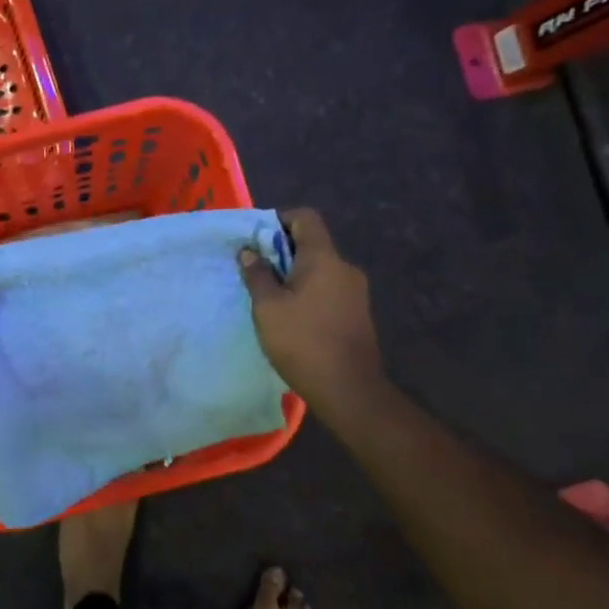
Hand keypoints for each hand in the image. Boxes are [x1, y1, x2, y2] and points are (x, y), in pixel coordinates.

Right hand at [238, 209, 384, 415]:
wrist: (349, 389)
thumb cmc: (302, 341)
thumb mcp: (268, 307)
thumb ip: (257, 274)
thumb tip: (249, 252)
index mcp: (323, 258)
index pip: (305, 218)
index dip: (280, 220)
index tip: (257, 240)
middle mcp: (345, 267)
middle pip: (312, 244)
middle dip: (282, 252)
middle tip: (257, 272)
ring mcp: (356, 291)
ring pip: (320, 269)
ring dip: (295, 275)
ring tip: (272, 299)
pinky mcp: (358, 313)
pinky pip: (329, 289)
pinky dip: (310, 292)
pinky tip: (294, 318)